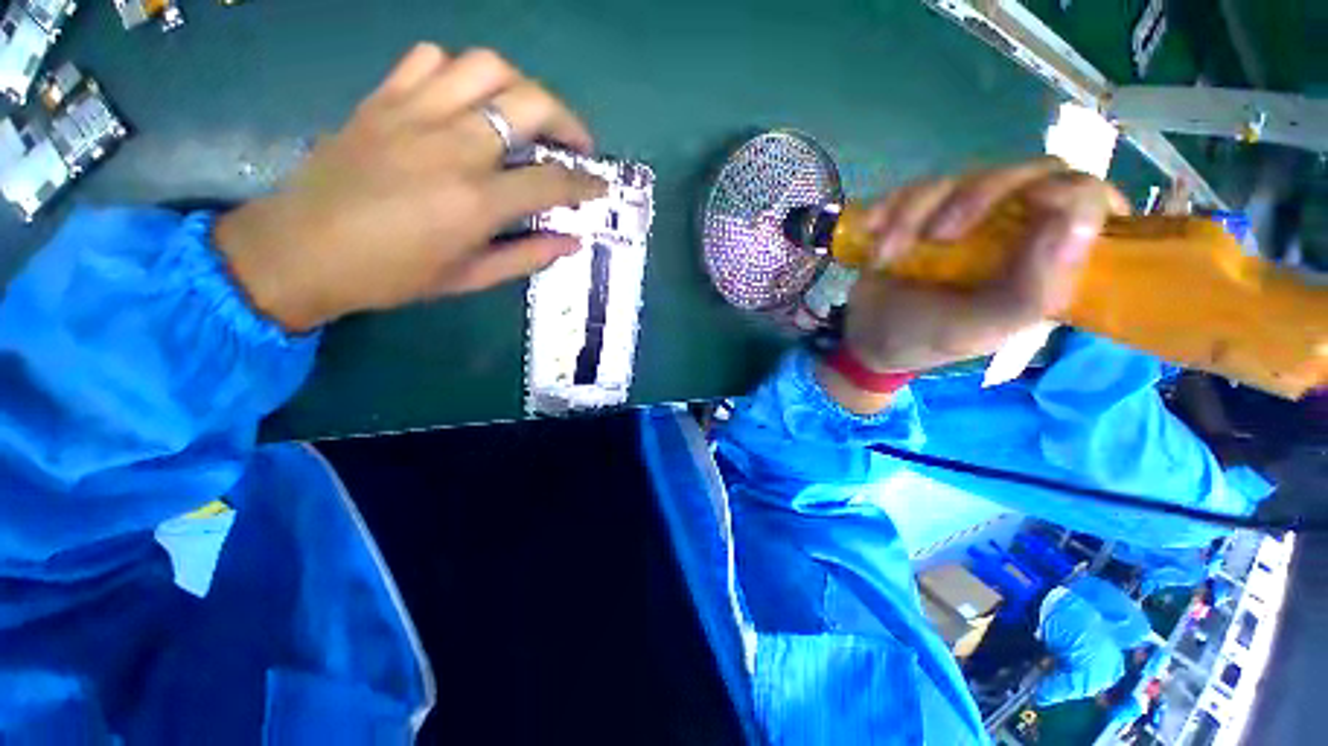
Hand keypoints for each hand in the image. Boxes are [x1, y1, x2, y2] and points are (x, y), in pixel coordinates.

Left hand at [215, 45, 606, 331]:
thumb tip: (571, 241)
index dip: (585, 182)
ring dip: (521, 86)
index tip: (600, 185)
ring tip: (528, 113)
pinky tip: (466, 98)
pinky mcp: (382, 98)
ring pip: (485, 67)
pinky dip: (460, 72)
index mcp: (477, 201)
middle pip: (529, 104)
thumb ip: (527, 256)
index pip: (552, 180)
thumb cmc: (393, 274)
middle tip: (576, 143)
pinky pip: (430, 59)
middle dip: (567, 120)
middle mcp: (453, 146)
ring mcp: (414, 113)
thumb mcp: (470, 278)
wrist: (301, 250)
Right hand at [821, 159, 1127, 411]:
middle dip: (976, 199)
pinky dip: (889, 211)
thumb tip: (1076, 221)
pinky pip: (913, 189)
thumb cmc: (925, 339)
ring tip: (885, 256)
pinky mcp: (925, 212)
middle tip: (937, 238)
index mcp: (1046, 261)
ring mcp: (968, 217)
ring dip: (914, 215)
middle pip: (1026, 174)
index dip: (1072, 194)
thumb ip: (1032, 291)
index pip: (1089, 202)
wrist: (865, 337)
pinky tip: (873, 236)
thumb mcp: (978, 329)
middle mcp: (1016, 229)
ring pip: (961, 178)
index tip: (1033, 207)